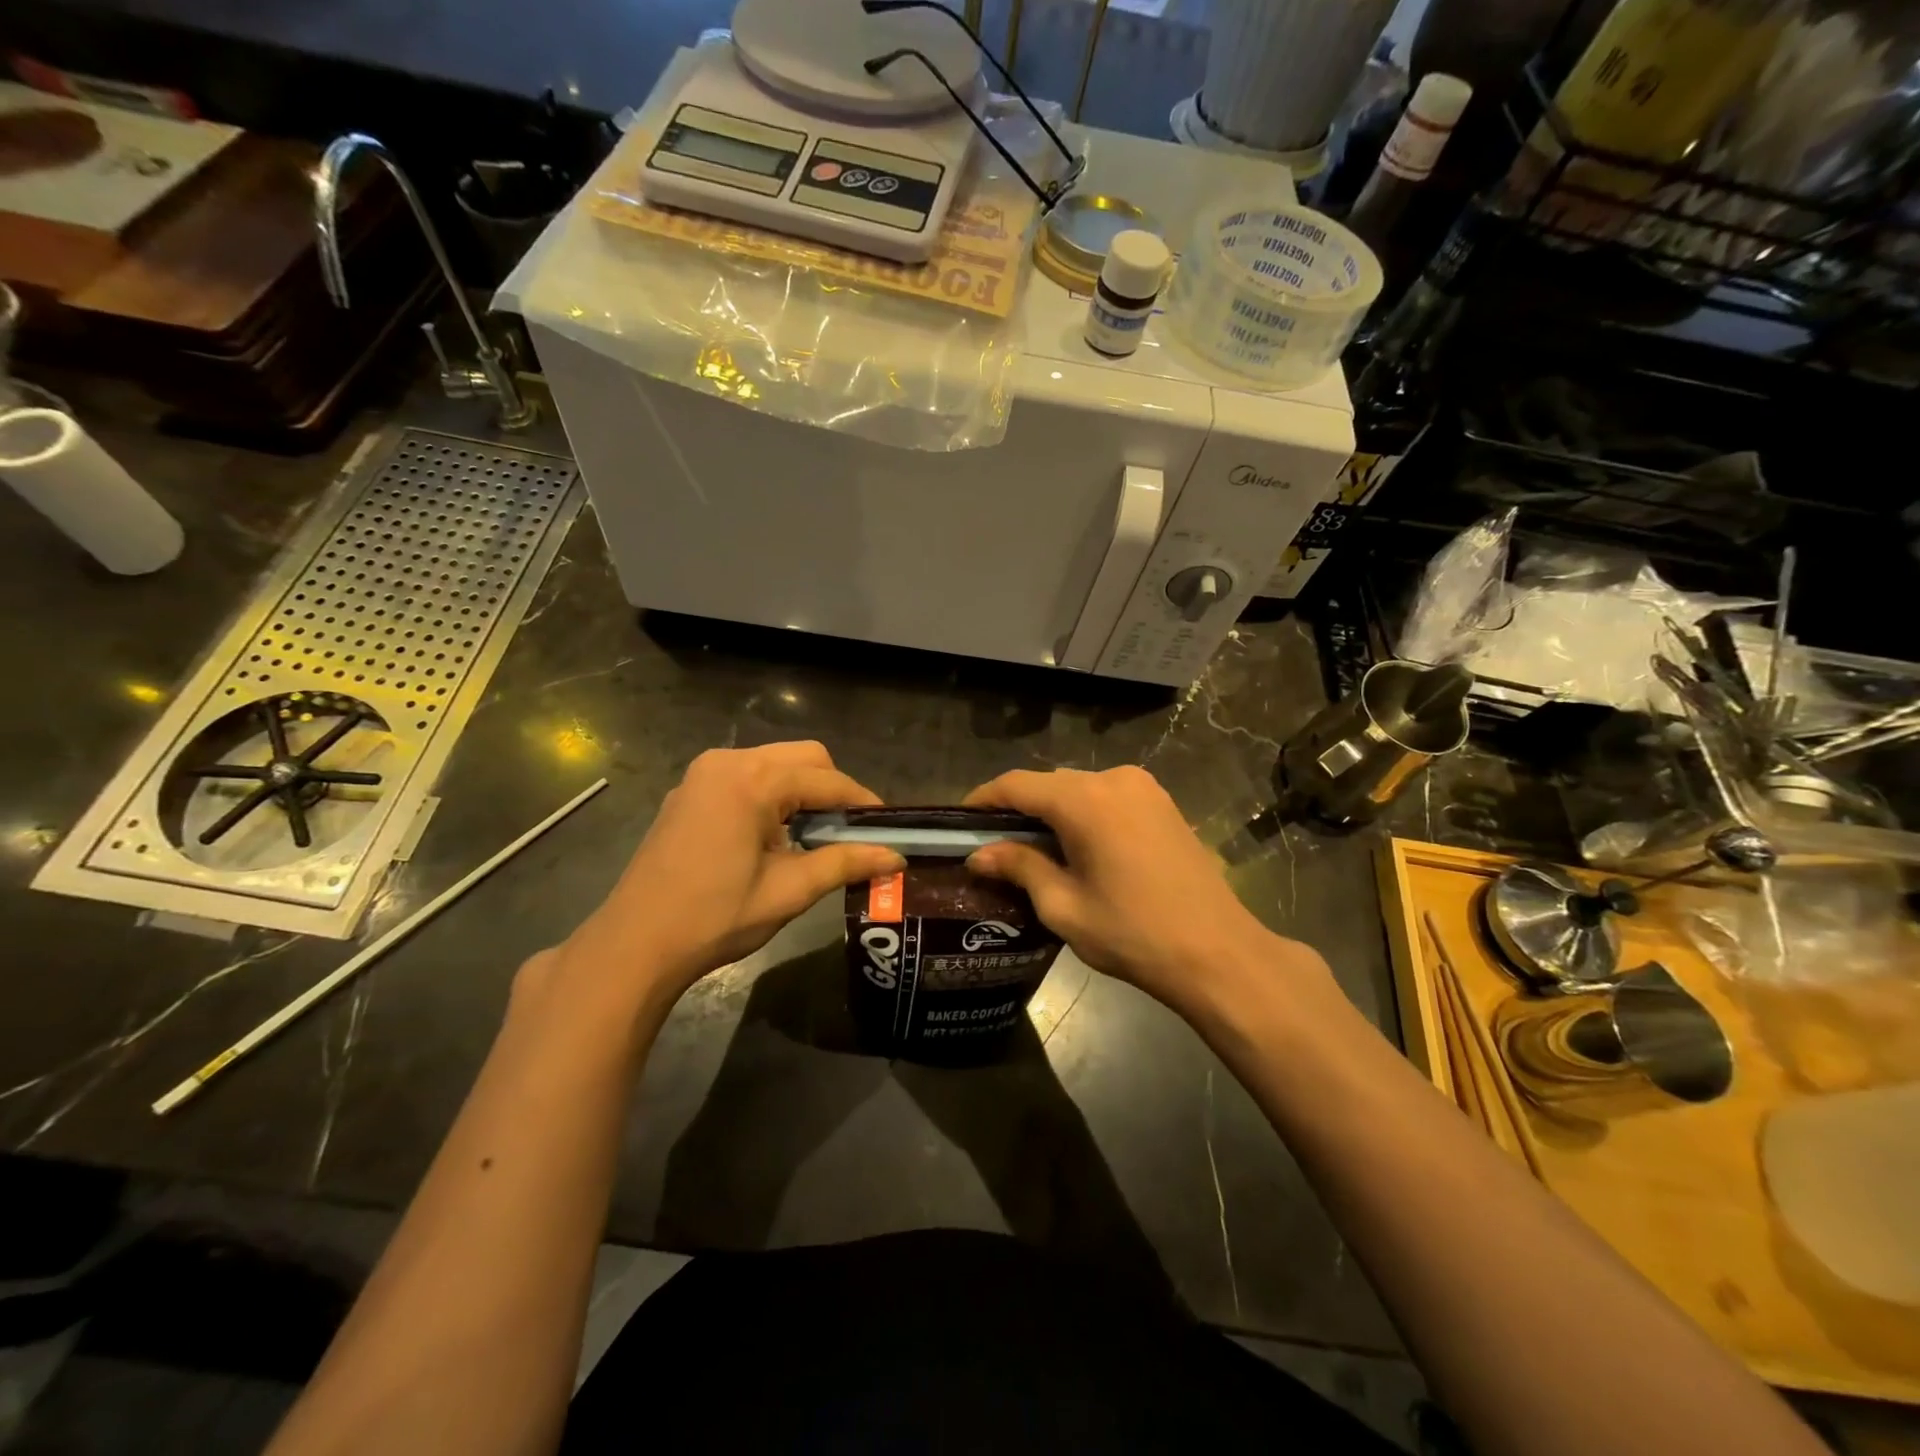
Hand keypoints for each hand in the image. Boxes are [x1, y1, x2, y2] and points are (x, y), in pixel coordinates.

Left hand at [557, 743, 902, 1012]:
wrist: (635, 944)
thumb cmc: (715, 918)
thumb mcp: (789, 891)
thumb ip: (845, 863)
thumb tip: (896, 857)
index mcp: (753, 781)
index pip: (827, 780)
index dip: (862, 802)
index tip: (888, 826)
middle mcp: (728, 762)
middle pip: (803, 757)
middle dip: (833, 789)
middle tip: (850, 831)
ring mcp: (703, 773)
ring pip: (775, 762)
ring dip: (803, 790)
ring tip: (815, 835)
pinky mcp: (690, 790)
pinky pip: (747, 775)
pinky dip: (772, 793)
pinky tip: (774, 833)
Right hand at [963, 766, 1327, 1015]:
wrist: (1218, 952)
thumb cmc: (1133, 933)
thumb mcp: (1064, 906)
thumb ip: (1019, 868)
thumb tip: (979, 855)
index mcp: (1085, 800)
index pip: (1017, 785)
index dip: (983, 799)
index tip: (960, 821)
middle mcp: (1114, 779)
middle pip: (1050, 784)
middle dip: (1019, 809)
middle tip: (994, 845)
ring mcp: (1144, 788)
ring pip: (1079, 789)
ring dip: (1052, 812)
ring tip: (1033, 851)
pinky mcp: (1163, 803)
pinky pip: (1108, 797)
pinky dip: (1084, 814)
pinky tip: (1078, 848)